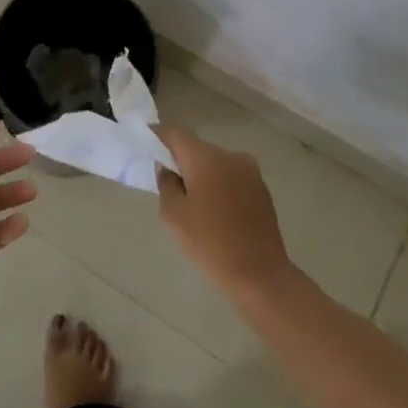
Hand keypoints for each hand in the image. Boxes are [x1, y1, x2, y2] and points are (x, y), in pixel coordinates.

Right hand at [153, 126, 291, 293]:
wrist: (260, 274)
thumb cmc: (210, 243)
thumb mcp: (173, 215)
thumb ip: (166, 183)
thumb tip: (168, 168)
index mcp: (206, 159)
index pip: (176, 134)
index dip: (158, 136)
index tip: (146, 145)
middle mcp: (230, 156)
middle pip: (197, 148)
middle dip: (180, 159)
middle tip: (167, 182)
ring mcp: (250, 171)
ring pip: (215, 162)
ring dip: (201, 173)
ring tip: (193, 201)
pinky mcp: (261, 188)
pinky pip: (231, 176)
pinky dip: (219, 184)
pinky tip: (215, 210)